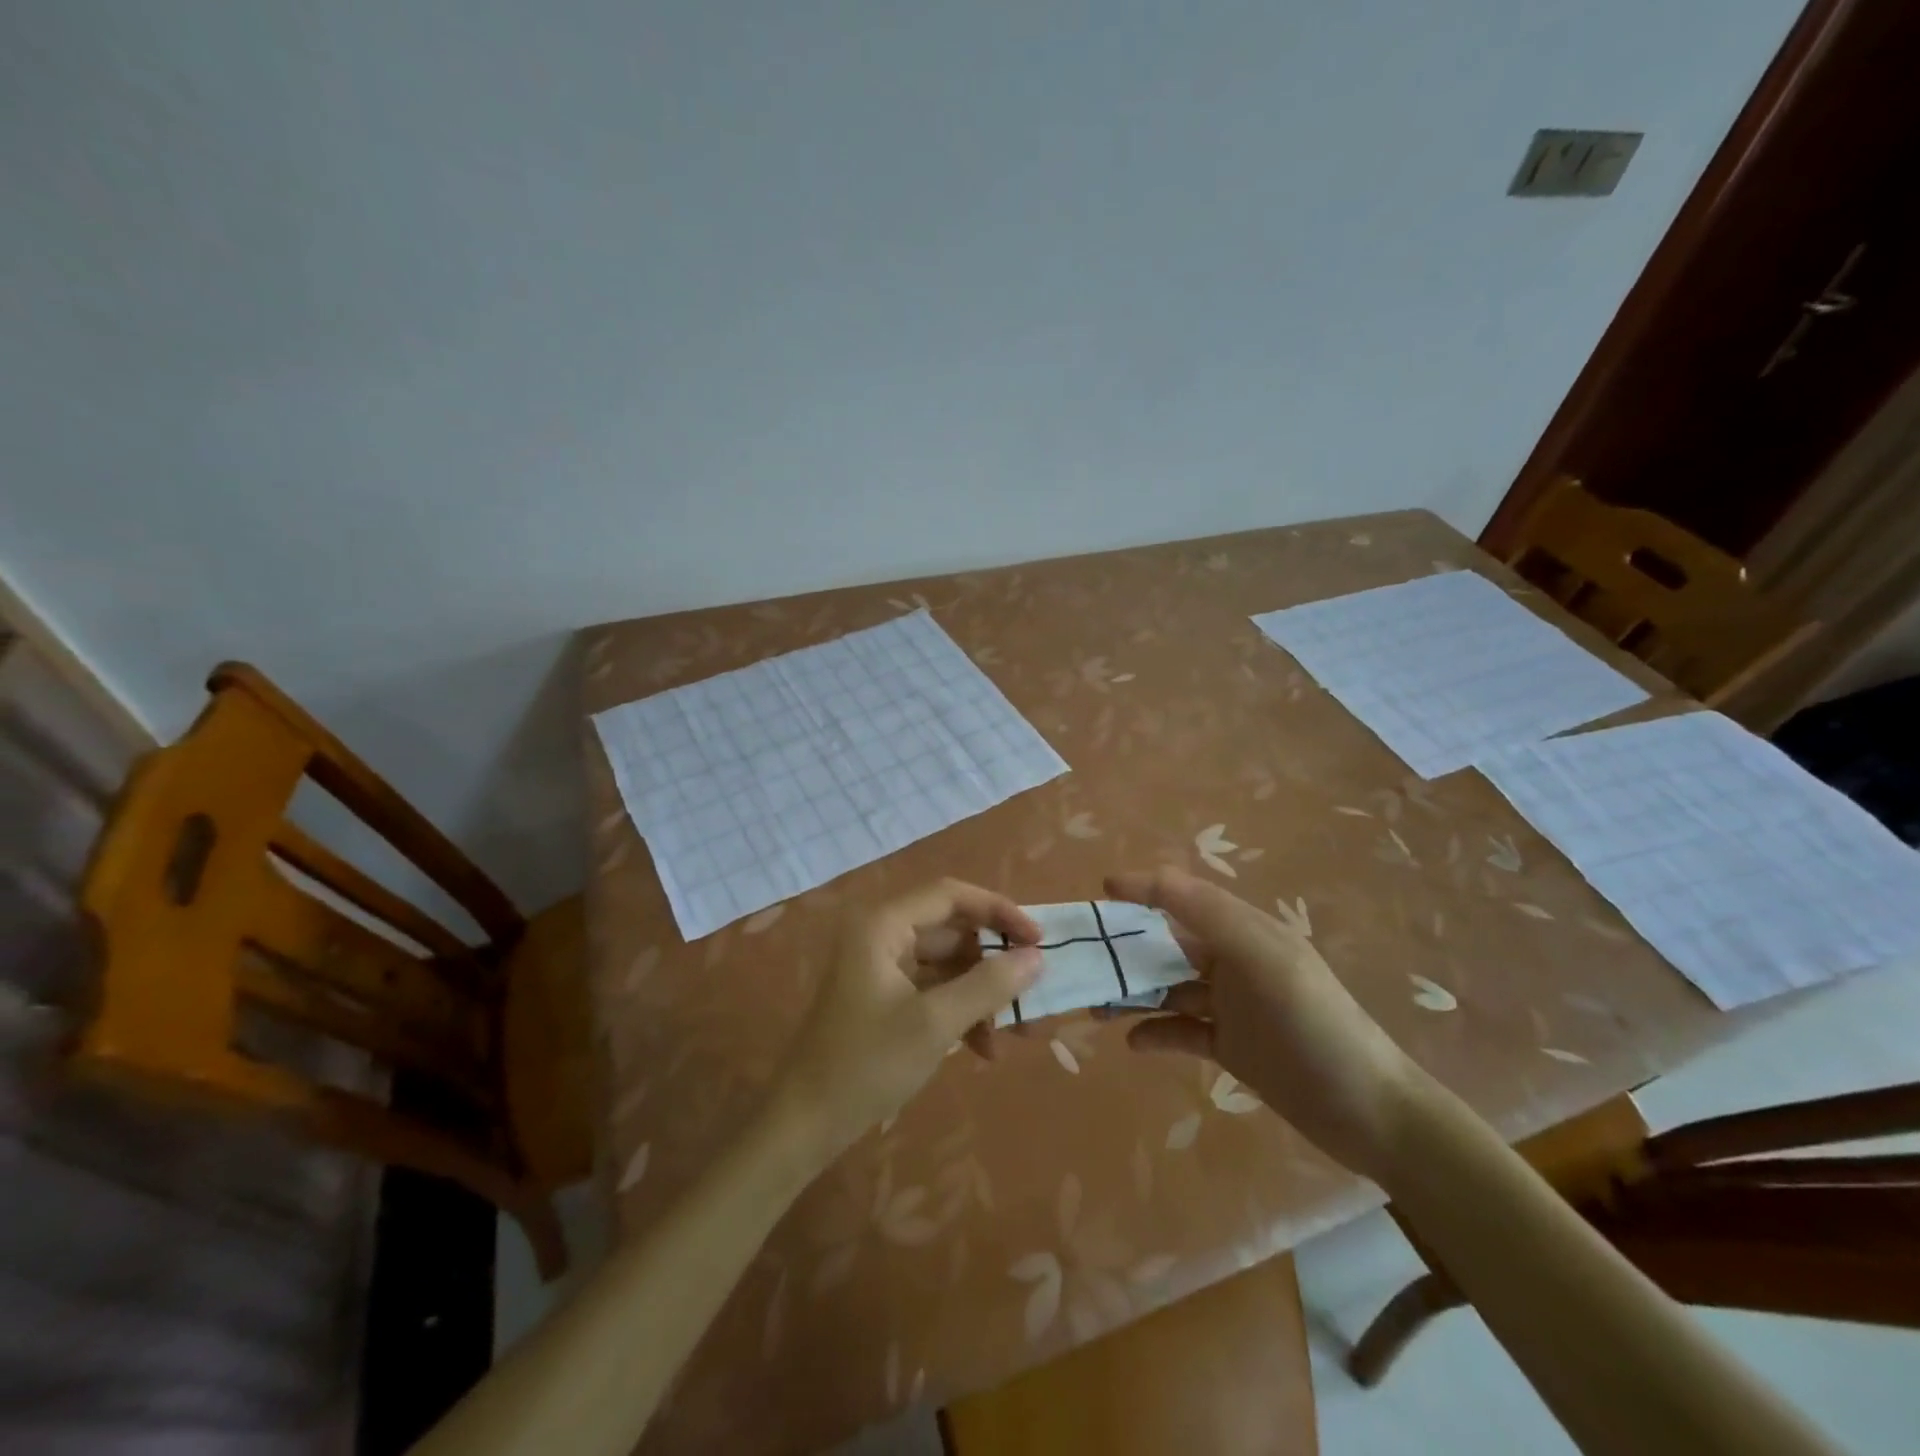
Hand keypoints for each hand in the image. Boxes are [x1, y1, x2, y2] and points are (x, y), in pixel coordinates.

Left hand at [771, 879, 1041, 1166]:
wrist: (803, 1126)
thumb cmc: (867, 1064)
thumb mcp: (935, 1024)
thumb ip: (989, 985)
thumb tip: (1037, 957)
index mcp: (884, 924)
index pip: (952, 895)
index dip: (999, 911)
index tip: (1039, 939)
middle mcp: (882, 935)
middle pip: (952, 931)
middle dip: (995, 964)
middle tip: (1034, 991)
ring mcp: (882, 968)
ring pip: (947, 965)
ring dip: (982, 994)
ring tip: (1015, 1033)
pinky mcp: (885, 999)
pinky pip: (934, 991)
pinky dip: (960, 1013)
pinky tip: (983, 1050)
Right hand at [1106, 867, 1421, 1181]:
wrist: (1371, 1115)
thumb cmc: (1314, 1026)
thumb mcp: (1263, 959)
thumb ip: (1208, 914)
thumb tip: (1149, 878)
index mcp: (1245, 932)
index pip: (1185, 897)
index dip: (1144, 890)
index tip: (1100, 891)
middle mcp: (1235, 962)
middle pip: (1170, 944)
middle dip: (1128, 948)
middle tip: (1085, 960)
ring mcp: (1233, 1006)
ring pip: (1170, 988)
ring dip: (1134, 992)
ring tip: (1096, 1004)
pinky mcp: (1231, 1047)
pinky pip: (1182, 1030)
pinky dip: (1156, 1032)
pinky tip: (1133, 1042)